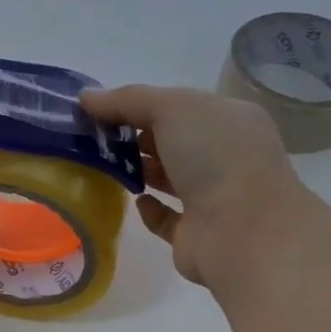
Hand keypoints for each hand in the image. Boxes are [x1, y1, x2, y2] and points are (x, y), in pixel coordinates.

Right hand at [79, 84, 302, 287]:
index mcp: (230, 120)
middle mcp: (226, 156)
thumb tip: (86, 97)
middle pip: (174, 141)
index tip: (101, 110)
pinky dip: (149, 209)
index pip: (181, 106)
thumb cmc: (216, 157)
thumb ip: (128, 100)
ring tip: (104, 167)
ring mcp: (214, 198)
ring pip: (171, 178)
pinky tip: (133, 201)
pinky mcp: (196, 234)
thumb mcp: (172, 108)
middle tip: (95, 139)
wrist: (244, 234)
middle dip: (137, 137)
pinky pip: (167, 217)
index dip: (142, 105)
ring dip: (141, 170)